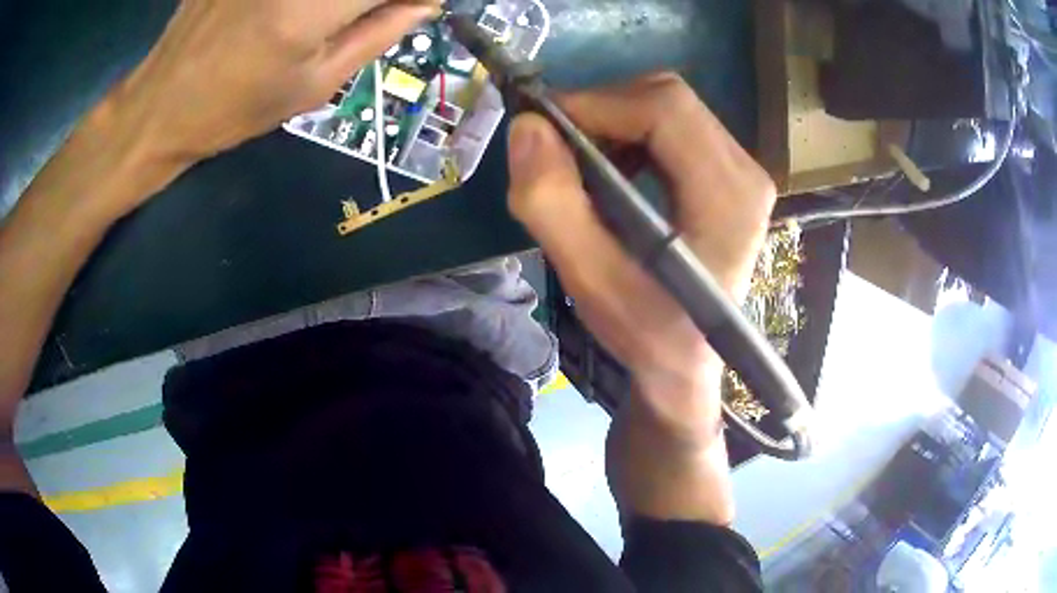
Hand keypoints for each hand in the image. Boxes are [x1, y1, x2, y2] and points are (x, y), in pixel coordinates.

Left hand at [109, 0, 436, 165]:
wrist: (161, 104)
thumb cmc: (235, 108)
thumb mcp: (314, 85)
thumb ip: (379, 34)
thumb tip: (426, 2)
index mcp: (310, 9)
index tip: (416, 7)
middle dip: (378, 0)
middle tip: (373, 15)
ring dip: (343, 2)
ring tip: (329, 20)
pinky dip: (308, 1)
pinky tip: (290, 17)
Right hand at [506, 74, 775, 521]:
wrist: (687, 364)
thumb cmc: (647, 333)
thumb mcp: (592, 283)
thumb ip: (553, 205)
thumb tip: (527, 127)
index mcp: (730, 196)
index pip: (664, 109)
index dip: (595, 103)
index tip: (540, 129)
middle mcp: (747, 172)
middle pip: (667, 99)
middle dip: (601, 111)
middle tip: (556, 149)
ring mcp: (742, 171)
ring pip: (667, 108)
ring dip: (612, 123)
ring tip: (579, 166)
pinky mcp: (728, 176)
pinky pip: (672, 128)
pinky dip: (629, 136)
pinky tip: (610, 172)